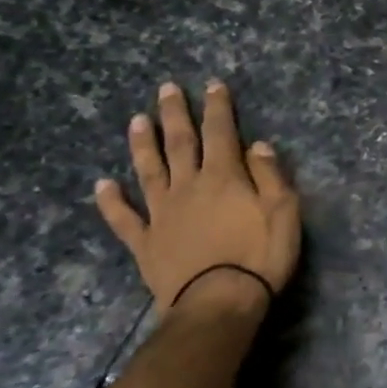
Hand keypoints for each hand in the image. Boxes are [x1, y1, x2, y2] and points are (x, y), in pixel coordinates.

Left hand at [95, 80, 300, 315]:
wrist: (218, 302)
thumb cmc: (259, 256)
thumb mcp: (284, 213)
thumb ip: (270, 176)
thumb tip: (257, 145)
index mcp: (224, 177)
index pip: (221, 133)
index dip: (217, 108)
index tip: (213, 85)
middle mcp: (188, 187)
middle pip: (179, 143)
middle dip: (175, 114)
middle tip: (166, 89)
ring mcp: (162, 214)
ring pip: (148, 170)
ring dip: (142, 144)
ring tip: (137, 120)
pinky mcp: (145, 242)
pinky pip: (124, 218)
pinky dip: (111, 201)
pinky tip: (102, 185)